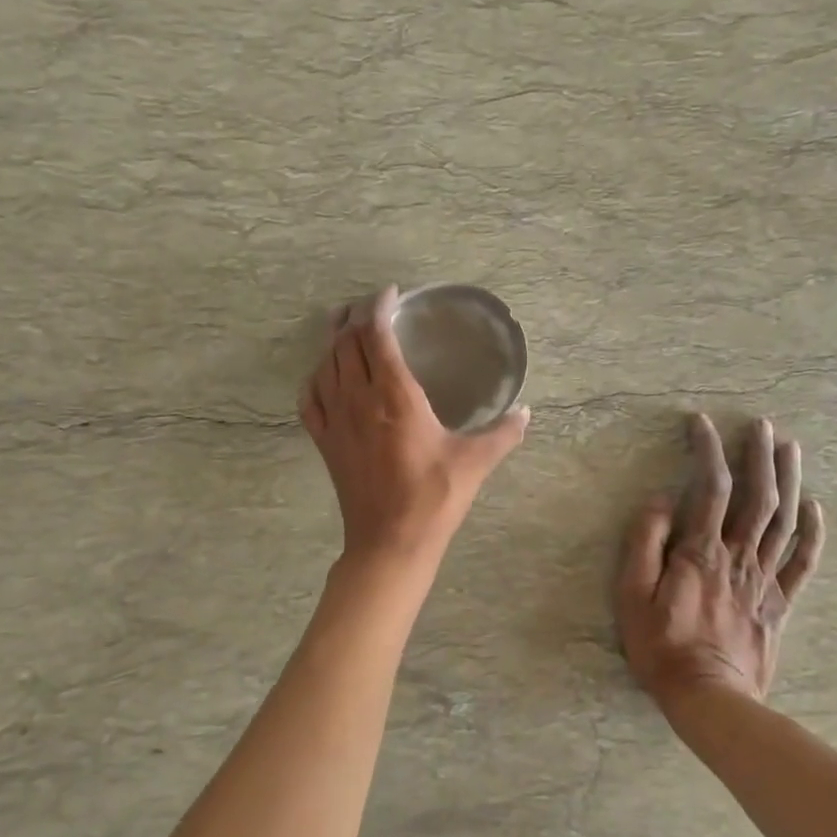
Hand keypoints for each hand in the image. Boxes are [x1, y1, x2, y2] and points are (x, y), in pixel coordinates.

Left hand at [301, 286, 529, 559]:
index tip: (391, 294)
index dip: (379, 307)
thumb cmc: (434, 498)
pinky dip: (314, 379)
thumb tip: (526, 412)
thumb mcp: (475, 462)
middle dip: (355, 317)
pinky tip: (322, 376)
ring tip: (342, 327)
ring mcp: (336, 421)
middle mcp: (359, 399)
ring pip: (325, 365)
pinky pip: (310, 400)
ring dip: (332, 341)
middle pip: (346, 343)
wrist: (390, 542)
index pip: (376, 335)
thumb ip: (503, 433)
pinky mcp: (325, 443)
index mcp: (395, 396)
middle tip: (369, 307)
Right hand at [617, 413, 824, 713]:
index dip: (707, 450)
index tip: (701, 423)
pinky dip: (813, 532)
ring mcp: (765, 579)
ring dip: (789, 480)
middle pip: (757, 496)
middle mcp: (739, 556)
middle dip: (759, 455)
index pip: (710, 487)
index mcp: (701, 551)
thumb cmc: (662, 646)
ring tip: (790, 447)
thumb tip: (661, 500)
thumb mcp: (633, 595)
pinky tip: (815, 507)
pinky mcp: (780, 603)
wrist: (709, 700)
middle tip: (762, 425)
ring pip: (785, 520)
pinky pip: (803, 562)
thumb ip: (645, 543)